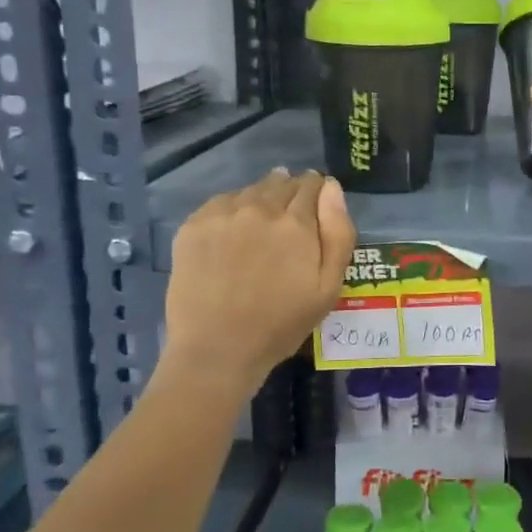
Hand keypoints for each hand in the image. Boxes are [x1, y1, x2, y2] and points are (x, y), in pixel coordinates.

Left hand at [161, 169, 355, 393]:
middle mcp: (260, 208)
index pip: (312, 186)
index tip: (317, 203)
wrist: (218, 349)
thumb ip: (338, 233)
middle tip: (292, 215)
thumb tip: (331, 188)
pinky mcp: (193, 226)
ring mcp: (223, 214)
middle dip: (292, 191)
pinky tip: (235, 229)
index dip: (317, 190)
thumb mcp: (329, 287)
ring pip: (251, 190)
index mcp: (296, 222)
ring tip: (263, 221)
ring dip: (263, 197)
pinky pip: (221, 202)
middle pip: (281, 183)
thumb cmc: (281, 323)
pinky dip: (233, 208)